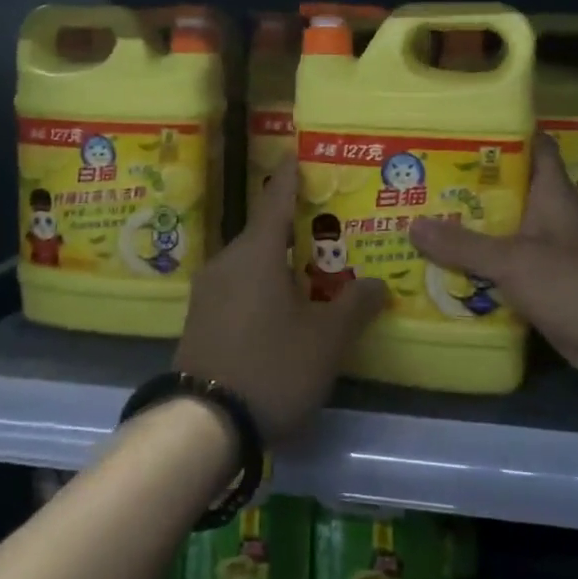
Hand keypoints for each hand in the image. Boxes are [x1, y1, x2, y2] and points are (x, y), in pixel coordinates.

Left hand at [176, 158, 385, 442]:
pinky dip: (262, 285)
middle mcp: (227, 261)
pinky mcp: (200, 319)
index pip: (276, 199)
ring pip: (251, 262)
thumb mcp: (326, 339)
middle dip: (295, 228)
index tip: (297, 153)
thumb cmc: (271, 366)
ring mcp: (208, 291)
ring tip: (311, 271)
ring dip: (279, 261)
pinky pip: (238, 287)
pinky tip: (281, 307)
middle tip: (328, 228)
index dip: (290, 176)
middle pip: (264, 232)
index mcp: (256, 252)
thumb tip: (378, 283)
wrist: (201, 425)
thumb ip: (355, 306)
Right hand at [411, 134, 577, 388]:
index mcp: (552, 195)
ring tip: (422, 226)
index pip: (534, 148)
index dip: (505, 134)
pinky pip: (506, 274)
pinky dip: (481, 273)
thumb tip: (412, 225)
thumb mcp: (515, 259)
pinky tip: (445, 275)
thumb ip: (464, 245)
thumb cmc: (576, 281)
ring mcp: (550, 255)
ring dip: (471, 235)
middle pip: (508, 193)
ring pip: (504, 236)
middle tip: (423, 183)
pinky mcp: (546, 289)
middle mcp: (551, 218)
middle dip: (469, 190)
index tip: (463, 130)